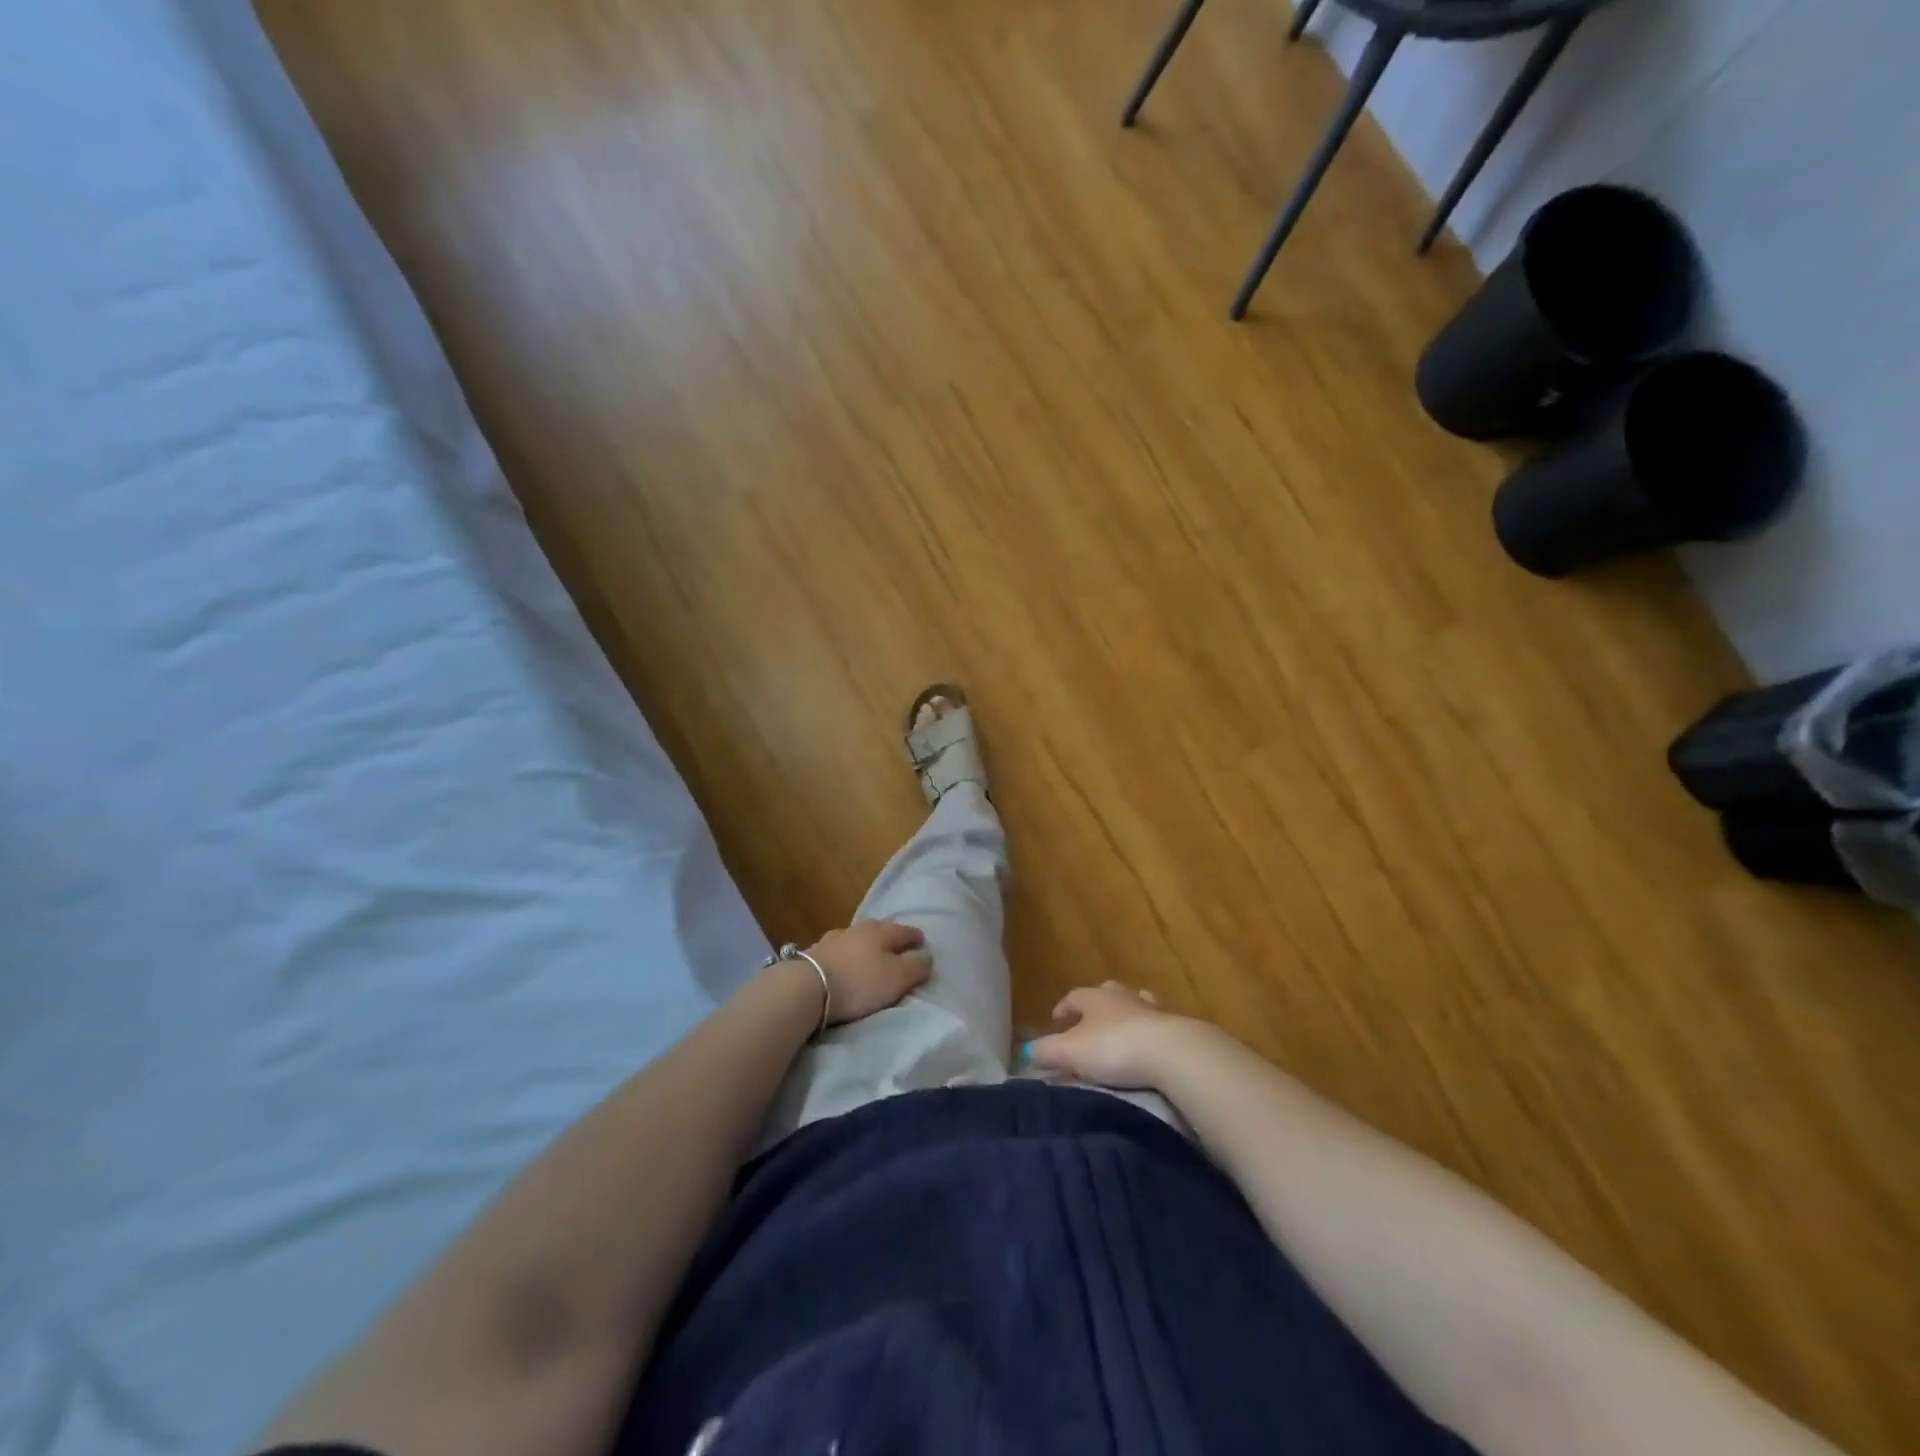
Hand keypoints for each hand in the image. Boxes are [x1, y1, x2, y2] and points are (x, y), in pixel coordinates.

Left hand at [806, 919, 931, 1025]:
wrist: (806, 987)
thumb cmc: (859, 981)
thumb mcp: (897, 977)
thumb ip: (916, 966)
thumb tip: (926, 956)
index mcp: (881, 931)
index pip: (905, 930)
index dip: (916, 937)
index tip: (923, 943)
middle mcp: (857, 928)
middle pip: (879, 931)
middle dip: (890, 939)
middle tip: (897, 950)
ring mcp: (833, 939)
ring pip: (856, 939)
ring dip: (865, 947)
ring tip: (870, 958)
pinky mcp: (814, 953)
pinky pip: (838, 951)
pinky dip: (846, 956)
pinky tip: (845, 964)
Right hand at [1028, 981, 1184, 1089]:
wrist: (1171, 1053)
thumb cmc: (1113, 1048)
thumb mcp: (1070, 1053)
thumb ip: (1046, 1051)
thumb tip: (1028, 1052)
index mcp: (1094, 997)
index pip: (1072, 997)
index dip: (1062, 1009)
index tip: (1055, 1022)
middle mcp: (1122, 996)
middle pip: (1105, 994)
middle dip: (1095, 1008)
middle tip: (1087, 1026)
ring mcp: (1151, 1009)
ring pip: (1133, 1004)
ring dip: (1125, 1015)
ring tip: (1120, 1032)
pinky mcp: (1174, 1028)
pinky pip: (1155, 1025)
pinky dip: (1148, 1032)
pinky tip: (1148, 1047)